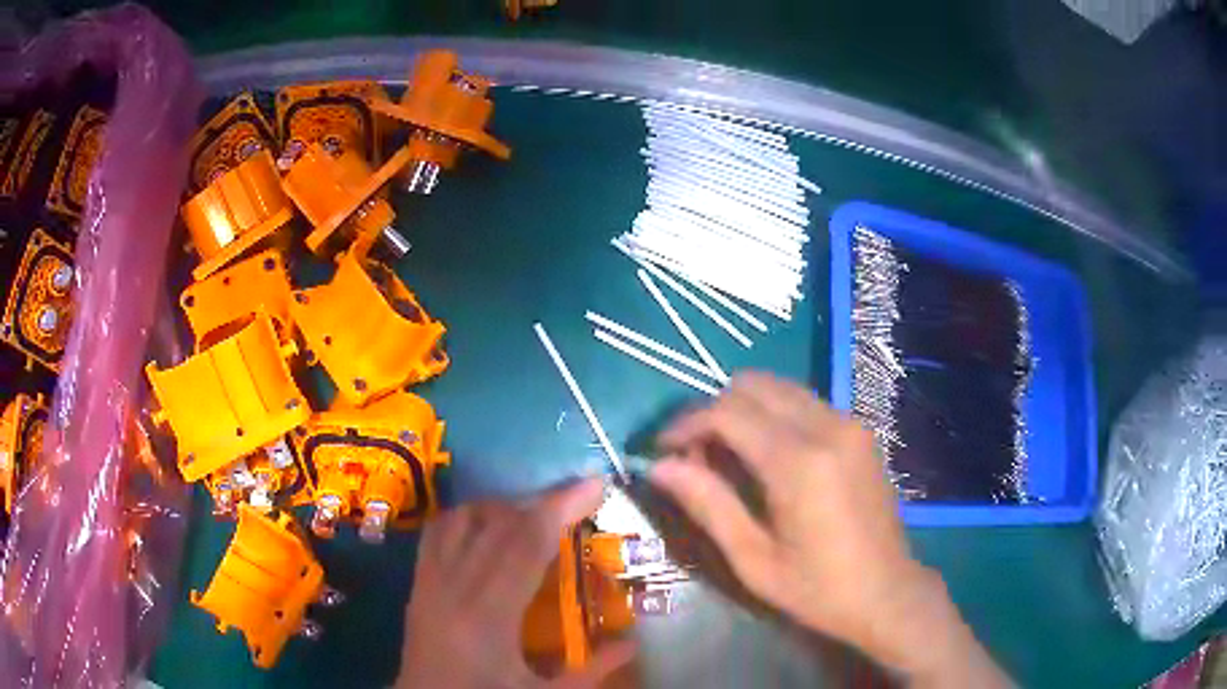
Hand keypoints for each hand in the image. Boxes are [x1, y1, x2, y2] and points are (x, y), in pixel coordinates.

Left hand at [396, 479, 634, 688]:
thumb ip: (591, 670)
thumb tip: (633, 641)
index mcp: (488, 616)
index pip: (526, 545)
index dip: (560, 508)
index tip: (594, 484)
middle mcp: (454, 586)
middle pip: (497, 524)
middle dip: (541, 500)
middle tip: (578, 494)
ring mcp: (430, 581)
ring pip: (464, 519)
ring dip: (503, 506)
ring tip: (535, 513)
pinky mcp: (417, 583)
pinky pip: (438, 531)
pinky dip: (468, 516)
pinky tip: (488, 525)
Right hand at [650, 372, 1007, 686]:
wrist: (888, 593)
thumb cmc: (817, 589)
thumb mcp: (753, 559)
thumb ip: (708, 505)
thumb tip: (659, 466)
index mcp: (799, 463)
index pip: (728, 412)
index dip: (686, 424)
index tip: (663, 449)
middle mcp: (827, 427)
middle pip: (753, 385)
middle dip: (714, 411)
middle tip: (696, 456)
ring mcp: (849, 423)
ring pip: (779, 387)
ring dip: (744, 410)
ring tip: (727, 456)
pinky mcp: (860, 431)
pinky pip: (804, 402)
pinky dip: (773, 415)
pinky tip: (766, 456)